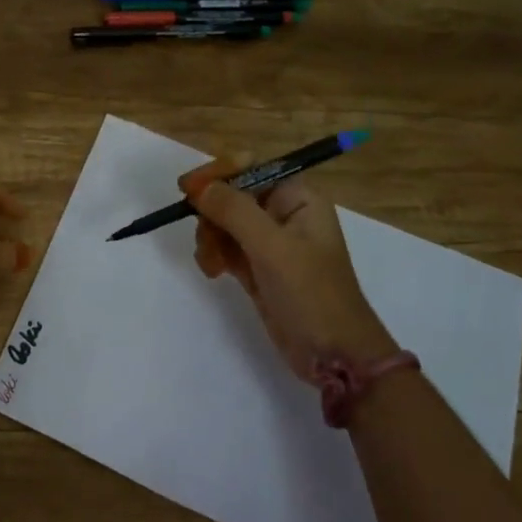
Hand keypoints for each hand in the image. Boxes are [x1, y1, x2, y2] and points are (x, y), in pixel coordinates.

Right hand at [184, 159, 397, 381]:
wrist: (334, 354)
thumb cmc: (311, 293)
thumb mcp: (272, 247)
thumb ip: (234, 211)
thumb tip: (198, 186)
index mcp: (298, 198)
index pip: (251, 167)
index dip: (219, 173)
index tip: (188, 189)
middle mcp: (283, 214)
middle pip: (232, 194)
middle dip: (212, 213)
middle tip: (203, 235)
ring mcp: (270, 243)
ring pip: (224, 222)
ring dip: (210, 238)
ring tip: (211, 264)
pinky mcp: (258, 268)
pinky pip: (225, 247)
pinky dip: (214, 255)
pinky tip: (213, 273)